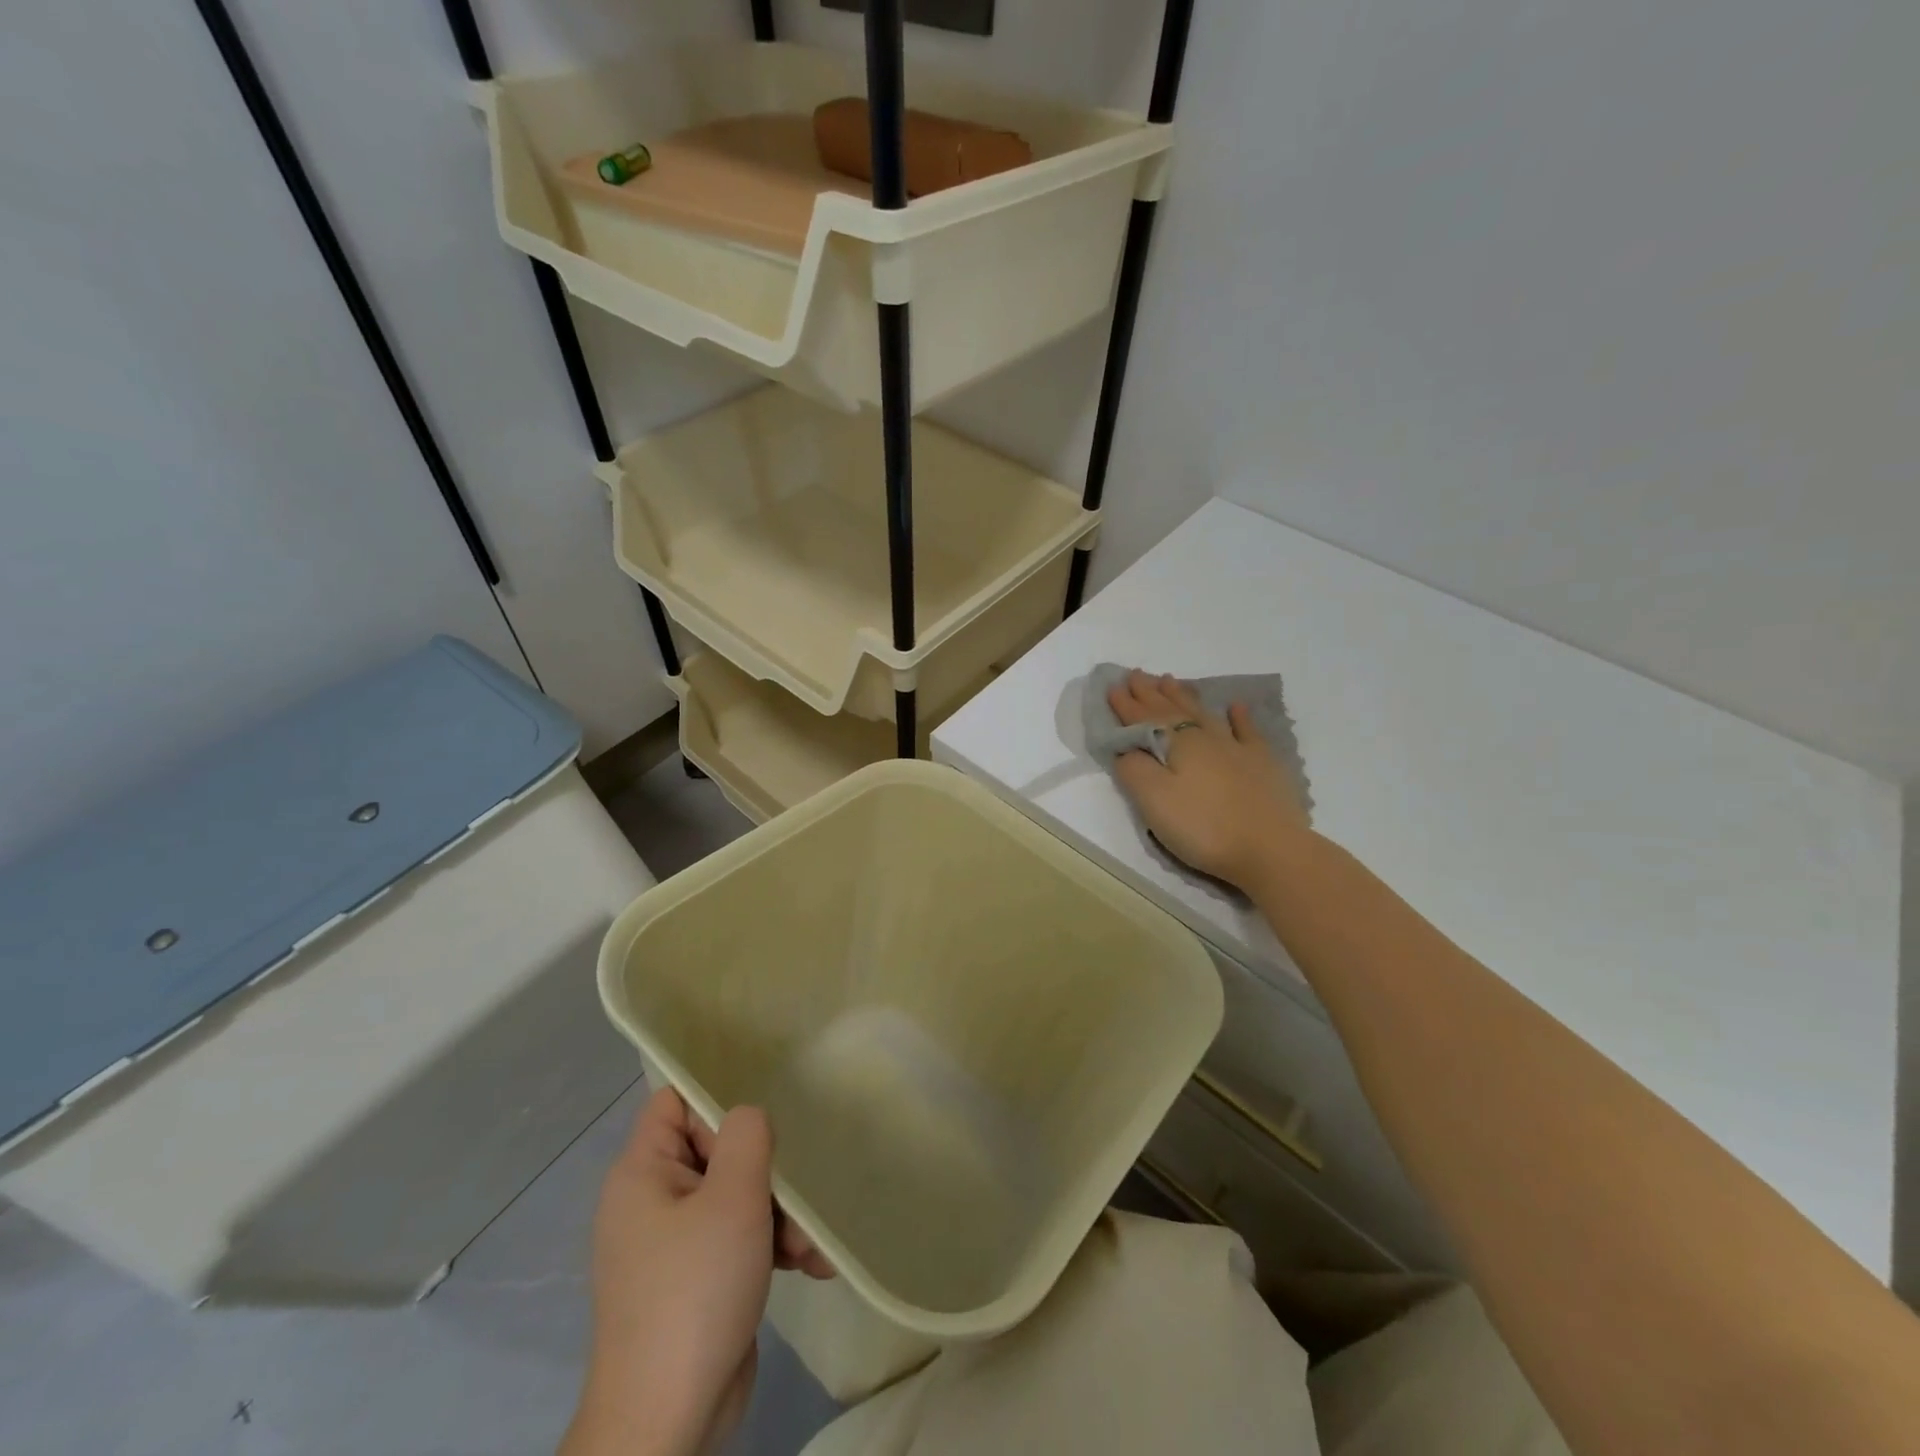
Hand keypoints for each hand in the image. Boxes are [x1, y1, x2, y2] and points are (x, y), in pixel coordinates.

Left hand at [562, 1087, 830, 1455]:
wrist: (667, 1425)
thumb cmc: (695, 1291)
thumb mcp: (732, 1198)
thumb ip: (746, 1136)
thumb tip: (749, 1119)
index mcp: (642, 1173)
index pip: (675, 1102)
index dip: (717, 1105)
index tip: (757, 1133)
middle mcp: (651, 1202)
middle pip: (716, 1150)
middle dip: (765, 1174)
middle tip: (794, 1201)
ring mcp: (672, 1245)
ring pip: (734, 1198)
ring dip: (779, 1216)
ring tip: (809, 1248)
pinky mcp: (694, 1281)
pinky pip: (735, 1240)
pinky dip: (770, 1248)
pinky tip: (811, 1267)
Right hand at [1106, 669, 1308, 888]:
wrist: (1270, 849)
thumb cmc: (1203, 826)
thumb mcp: (1153, 801)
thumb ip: (1133, 769)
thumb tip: (1125, 748)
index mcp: (1177, 744)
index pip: (1143, 719)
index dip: (1126, 704)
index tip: (1112, 685)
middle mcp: (1205, 737)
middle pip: (1173, 709)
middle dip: (1151, 692)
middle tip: (1138, 674)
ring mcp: (1237, 748)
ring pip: (1204, 713)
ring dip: (1184, 697)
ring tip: (1171, 681)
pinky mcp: (1262, 764)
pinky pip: (1248, 731)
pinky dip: (1240, 716)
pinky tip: (1236, 706)